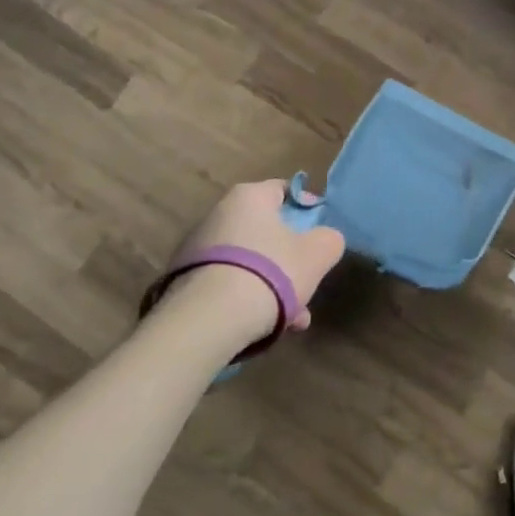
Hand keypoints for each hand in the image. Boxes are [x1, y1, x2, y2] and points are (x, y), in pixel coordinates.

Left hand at [164, 179, 345, 334]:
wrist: (207, 321)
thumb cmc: (270, 273)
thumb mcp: (318, 254)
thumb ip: (329, 239)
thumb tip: (325, 239)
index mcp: (249, 197)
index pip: (284, 190)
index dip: (308, 208)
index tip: (321, 232)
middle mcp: (218, 215)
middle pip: (267, 231)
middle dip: (292, 258)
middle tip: (309, 280)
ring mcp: (197, 250)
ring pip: (251, 263)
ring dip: (275, 285)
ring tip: (295, 317)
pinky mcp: (185, 282)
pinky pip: (230, 283)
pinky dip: (249, 299)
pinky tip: (267, 325)